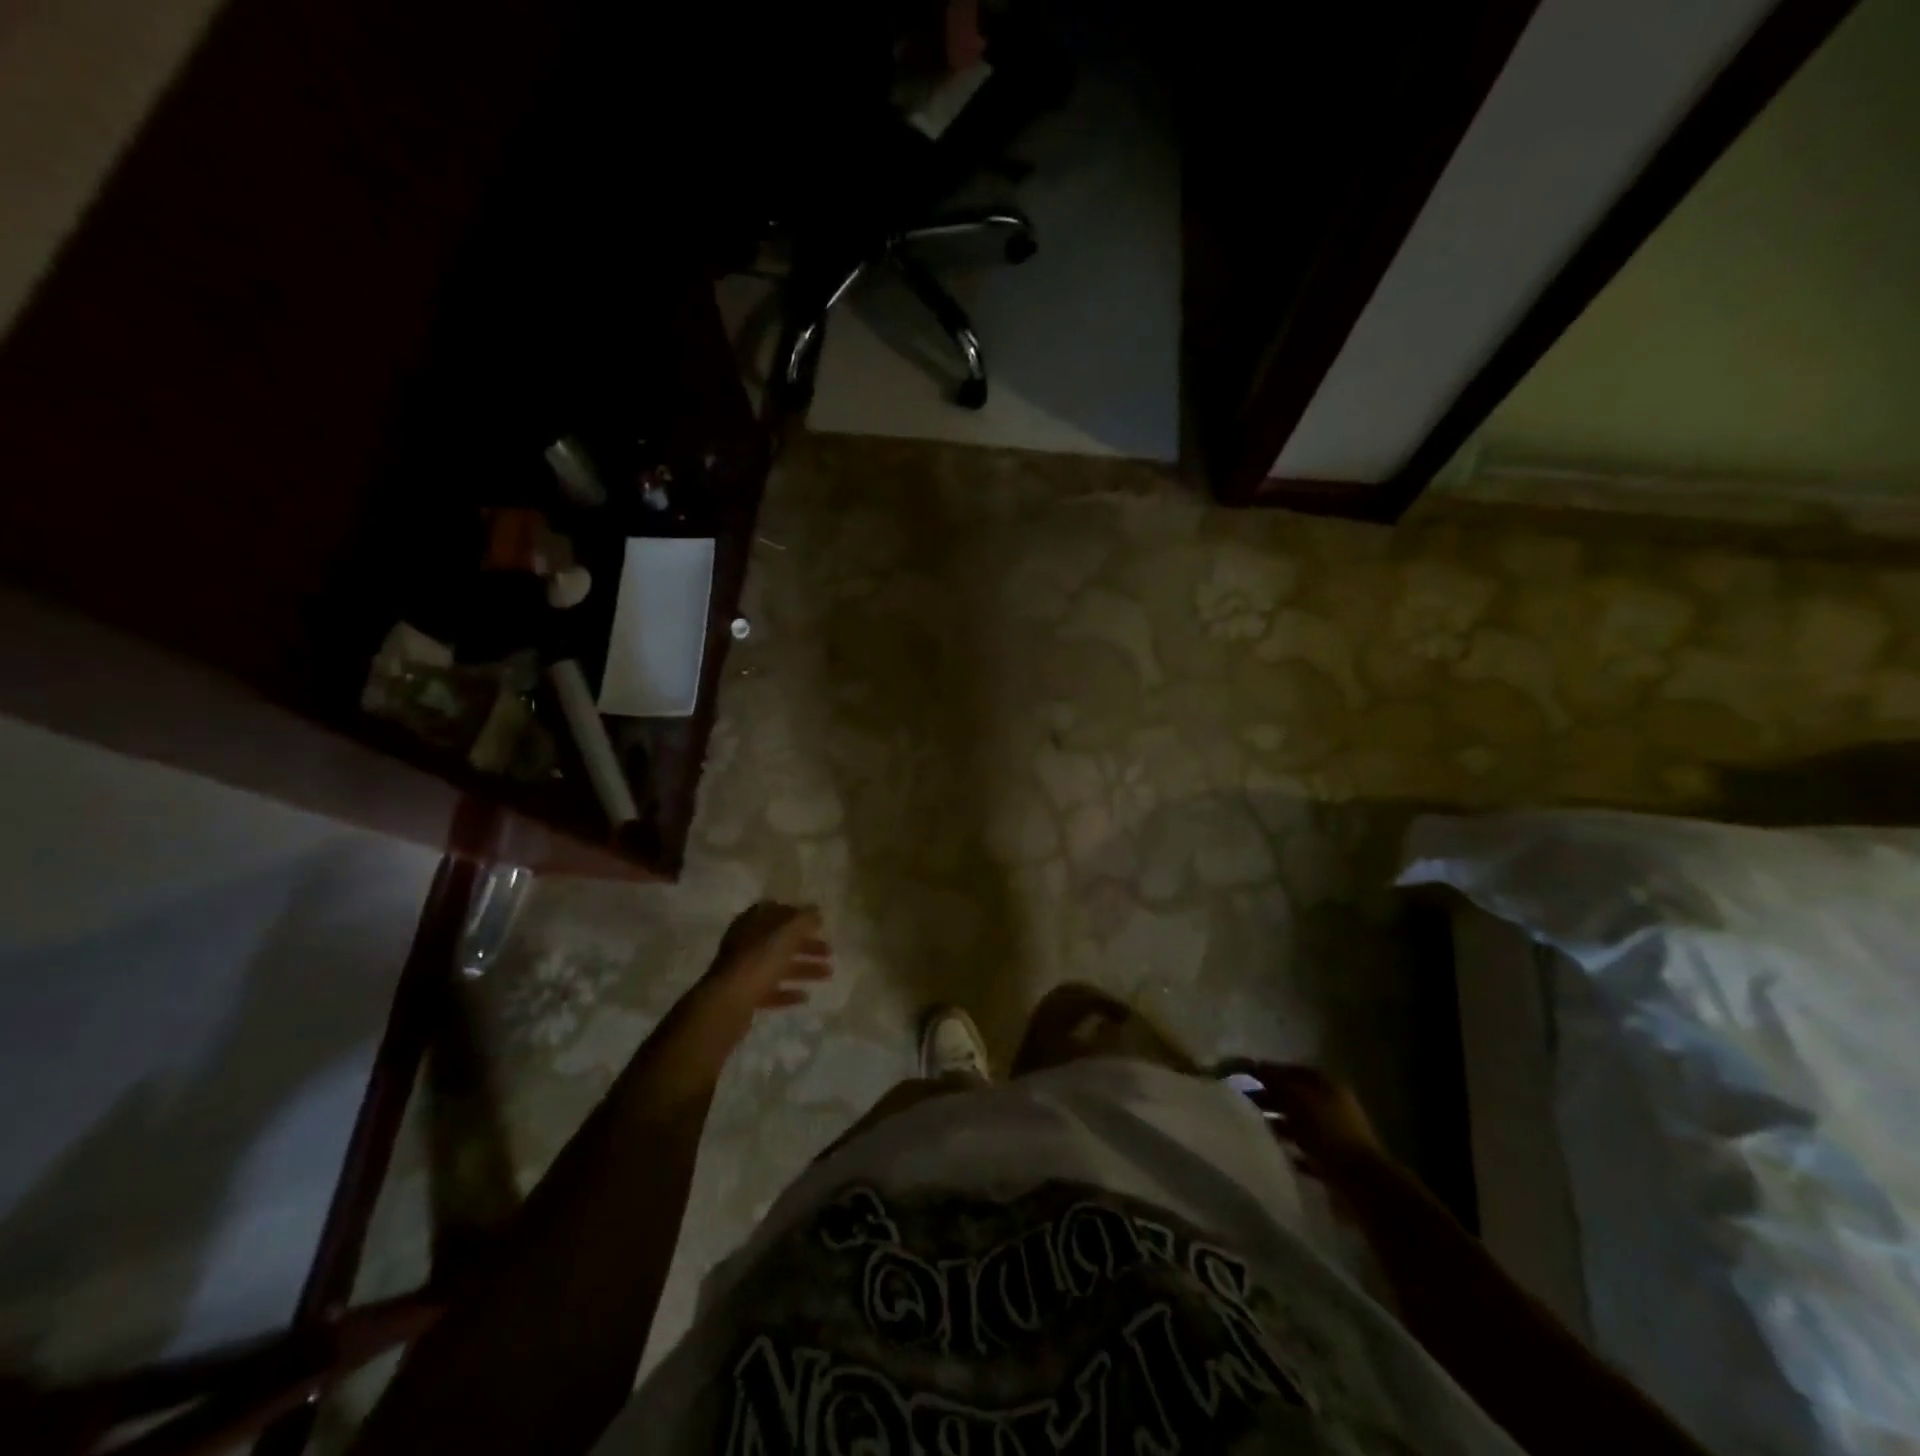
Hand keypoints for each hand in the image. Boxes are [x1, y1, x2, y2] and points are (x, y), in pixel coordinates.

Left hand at [670, 903, 833, 1068]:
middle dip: (806, 945)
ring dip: (803, 968)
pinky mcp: (743, 995)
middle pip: (780, 940)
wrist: (727, 1003)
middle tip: (829, 952)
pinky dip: (787, 993)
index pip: (775, 911)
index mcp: (752, 922)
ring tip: (828, 975)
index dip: (796, 916)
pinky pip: (770, 990)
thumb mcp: (786, 933)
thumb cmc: (758, 960)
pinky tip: (804, 997)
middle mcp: (745, 942)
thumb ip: (804, 919)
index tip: (817, 924)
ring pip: (777, 965)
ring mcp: (743, 970)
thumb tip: (815, 910)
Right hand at [1232, 1063, 1390, 1187]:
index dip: (1268, 1071)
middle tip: (1242, 1102)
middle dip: (1268, 1098)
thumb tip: (1254, 1066)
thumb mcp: (1296, 1098)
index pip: (1292, 1070)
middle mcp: (1332, 1107)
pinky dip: (1288, 1149)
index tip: (1243, 1076)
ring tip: (1252, 1127)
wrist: (1361, 1184)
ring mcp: (1334, 1136)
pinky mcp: (1331, 1163)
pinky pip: (1304, 1151)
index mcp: (1328, 1086)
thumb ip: (1274, 1081)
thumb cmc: (1328, 1131)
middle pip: (1294, 1097)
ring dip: (1277, 1124)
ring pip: (1297, 1124)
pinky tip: (1272, 1151)